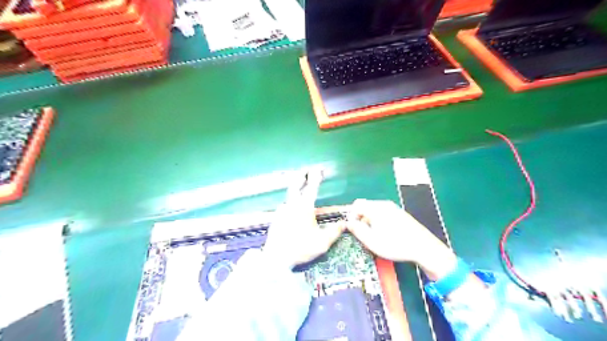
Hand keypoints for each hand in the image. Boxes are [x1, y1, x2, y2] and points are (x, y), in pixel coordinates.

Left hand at [263, 169, 343, 268]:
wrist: (276, 258)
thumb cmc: (301, 248)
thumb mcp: (322, 242)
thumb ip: (334, 231)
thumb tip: (345, 223)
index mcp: (304, 207)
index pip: (311, 187)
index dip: (315, 177)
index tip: (318, 168)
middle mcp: (292, 205)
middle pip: (296, 185)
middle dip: (301, 176)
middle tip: (305, 170)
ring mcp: (282, 211)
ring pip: (289, 197)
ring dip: (295, 190)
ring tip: (300, 191)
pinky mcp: (275, 218)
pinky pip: (285, 206)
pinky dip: (290, 204)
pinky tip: (292, 210)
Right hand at [347, 200, 454, 278]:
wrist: (424, 247)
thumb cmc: (395, 245)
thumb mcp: (372, 241)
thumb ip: (357, 230)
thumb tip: (348, 222)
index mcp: (376, 208)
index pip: (356, 205)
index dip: (351, 215)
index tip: (354, 229)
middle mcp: (384, 204)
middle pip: (365, 206)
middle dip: (360, 218)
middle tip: (363, 234)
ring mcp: (393, 208)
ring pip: (374, 210)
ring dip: (370, 220)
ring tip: (374, 235)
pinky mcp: (400, 213)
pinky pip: (384, 212)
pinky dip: (379, 220)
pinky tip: (386, 233)